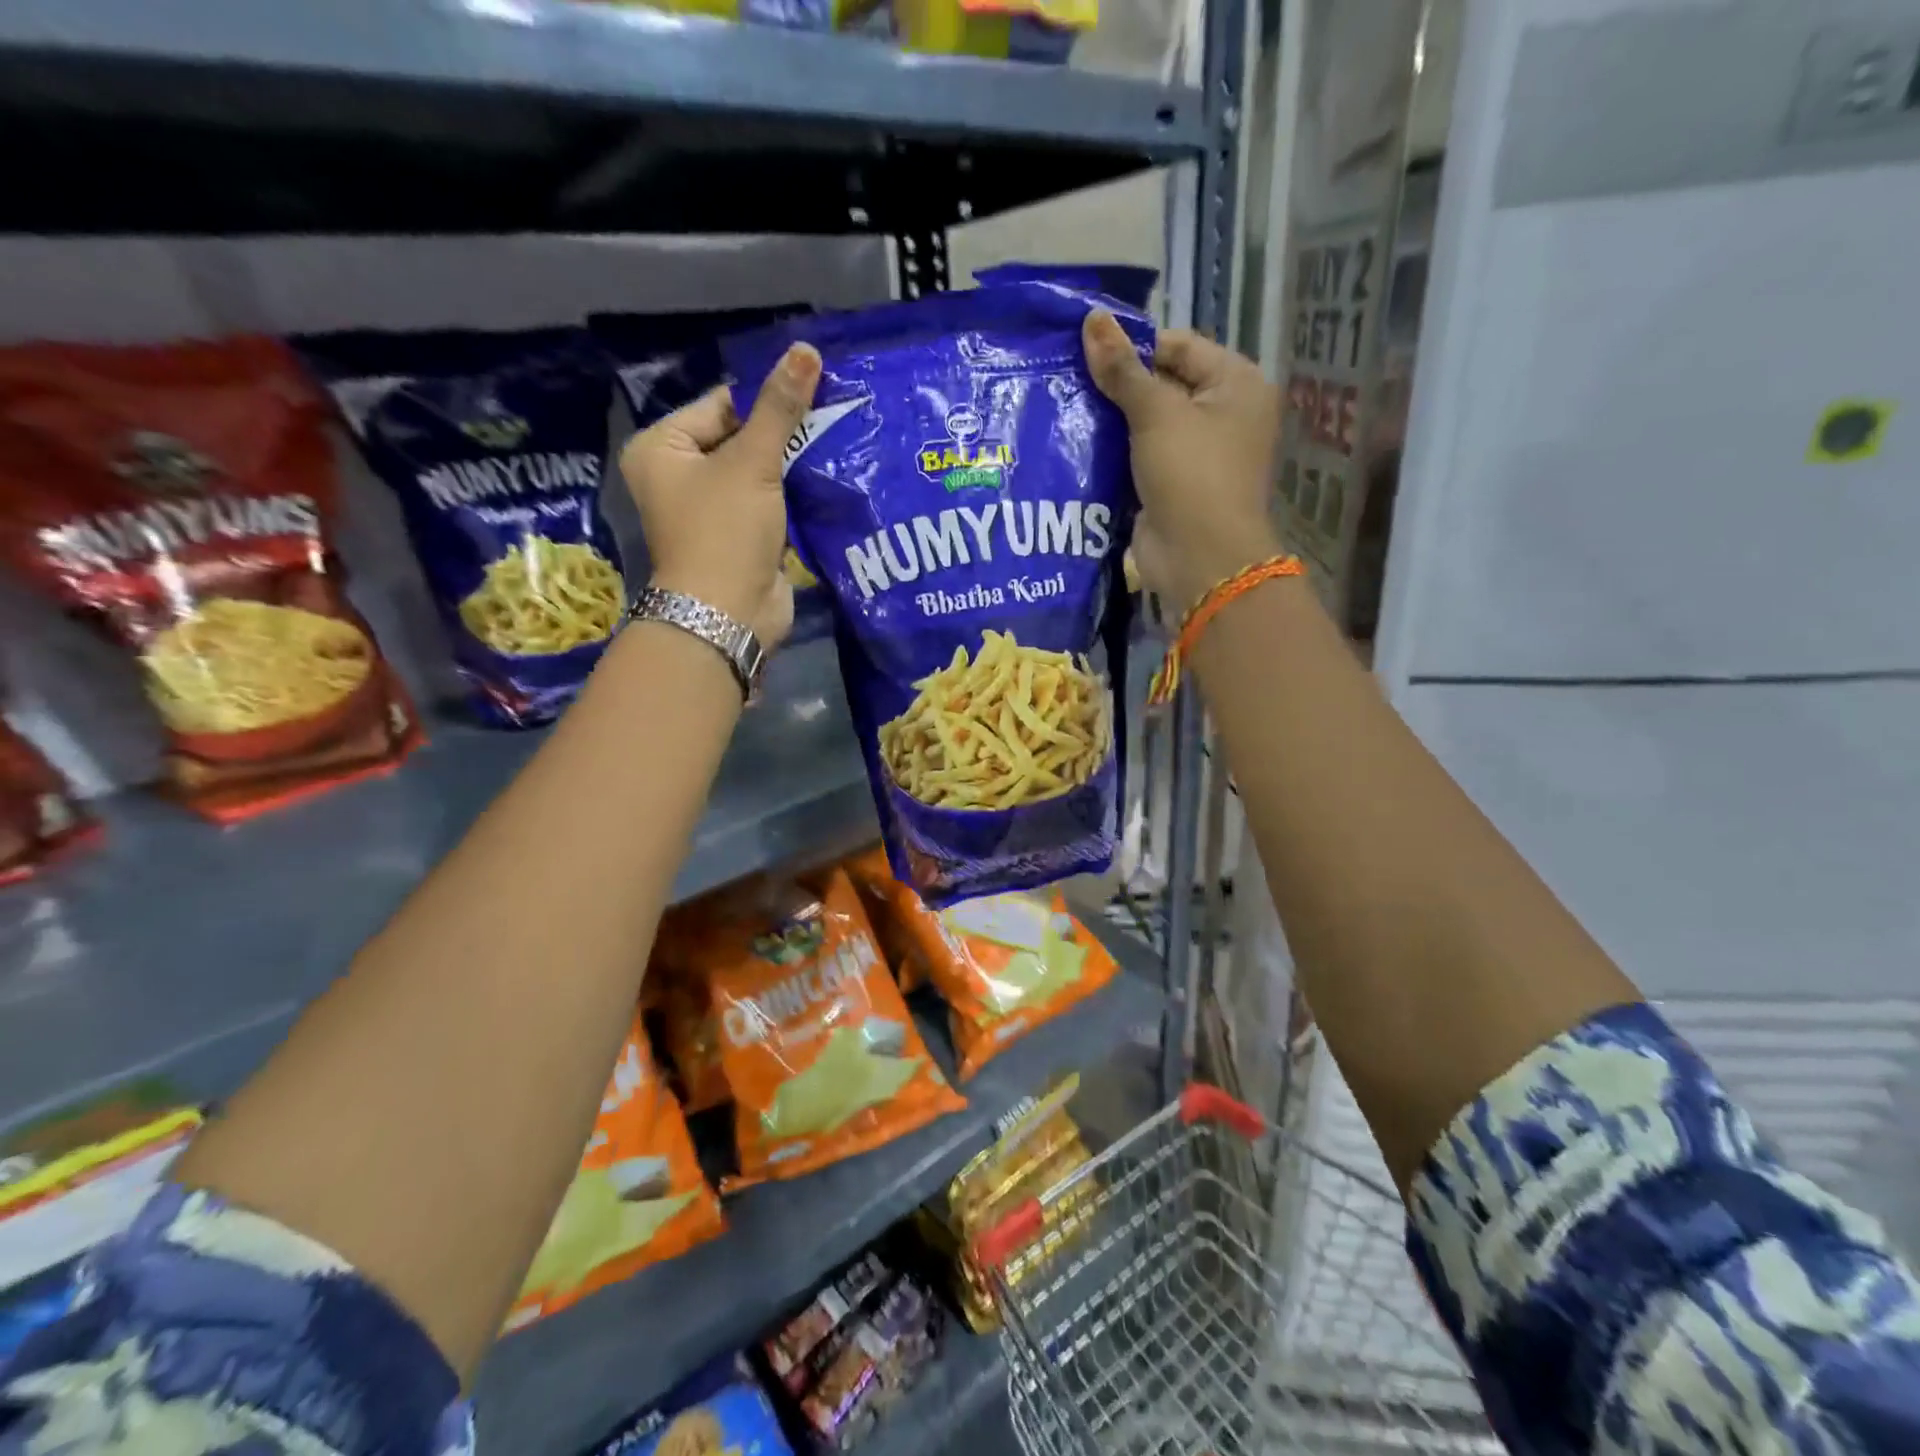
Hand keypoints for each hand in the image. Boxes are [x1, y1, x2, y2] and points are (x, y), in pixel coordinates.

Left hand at [618, 343, 820, 645]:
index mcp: (662, 448)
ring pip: (757, 472)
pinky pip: (768, 503)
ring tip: (837, 440)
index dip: (766, 396)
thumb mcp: (752, 462)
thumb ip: (780, 408)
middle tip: (833, 412)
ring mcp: (710, 510)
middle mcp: (679, 476)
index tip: (815, 388)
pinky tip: (828, 478)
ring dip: (793, 463)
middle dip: (784, 431)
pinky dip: (793, 494)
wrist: (729, 614)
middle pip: (739, 437)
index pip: (720, 404)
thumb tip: (806, 350)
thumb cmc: (725, 530)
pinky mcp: (738, 536)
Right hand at [1082, 313, 1284, 615]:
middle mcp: (1224, 415)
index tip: (1087, 349)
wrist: (1200, 558)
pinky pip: (1142, 459)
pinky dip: (1116, 453)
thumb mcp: (1155, 414)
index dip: (1135, 345)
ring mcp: (1199, 455)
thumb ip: (1122, 370)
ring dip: (1113, 421)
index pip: (1181, 346)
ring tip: (1066, 406)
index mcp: (1237, 384)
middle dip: (1120, 385)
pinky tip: (1079, 445)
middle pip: (1164, 385)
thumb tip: (1091, 320)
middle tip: (1069, 376)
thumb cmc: (1191, 474)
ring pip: (1149, 425)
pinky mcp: (1174, 487)